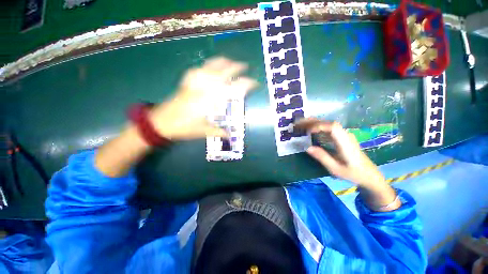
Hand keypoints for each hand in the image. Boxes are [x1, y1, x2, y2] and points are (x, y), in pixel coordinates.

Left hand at [149, 57, 257, 140]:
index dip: (245, 84)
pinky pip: (199, 69)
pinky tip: (210, 67)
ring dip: (222, 62)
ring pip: (210, 66)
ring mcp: (194, 83)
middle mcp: (204, 88)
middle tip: (244, 66)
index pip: (232, 88)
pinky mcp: (186, 83)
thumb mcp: (203, 131)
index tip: (254, 83)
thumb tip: (229, 135)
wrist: (160, 122)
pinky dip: (207, 65)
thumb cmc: (183, 127)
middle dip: (236, 67)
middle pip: (222, 71)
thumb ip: (218, 131)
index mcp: (210, 100)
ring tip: (229, 61)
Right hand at [297, 118, 384, 186]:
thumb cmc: (353, 173)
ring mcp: (344, 135)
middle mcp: (345, 136)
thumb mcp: (336, 169)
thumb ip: (323, 158)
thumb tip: (307, 148)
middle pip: (328, 123)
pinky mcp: (342, 137)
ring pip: (328, 124)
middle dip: (312, 122)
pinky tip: (309, 129)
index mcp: (345, 143)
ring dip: (313, 123)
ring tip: (300, 124)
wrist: (369, 175)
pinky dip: (317, 127)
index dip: (319, 126)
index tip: (307, 131)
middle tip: (297, 123)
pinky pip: (328, 128)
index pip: (333, 128)